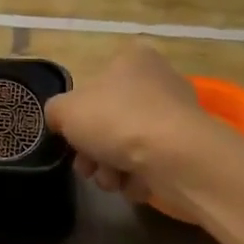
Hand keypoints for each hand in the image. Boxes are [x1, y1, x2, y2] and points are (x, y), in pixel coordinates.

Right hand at [45, 46, 213, 210]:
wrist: (174, 157)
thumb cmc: (117, 120)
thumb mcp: (66, 110)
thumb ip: (56, 111)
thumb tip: (61, 119)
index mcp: (133, 59)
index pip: (96, 82)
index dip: (79, 113)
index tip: (72, 136)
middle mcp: (159, 81)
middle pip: (111, 119)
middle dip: (94, 151)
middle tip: (87, 167)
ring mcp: (176, 116)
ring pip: (129, 146)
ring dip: (112, 168)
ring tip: (112, 180)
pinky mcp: (187, 148)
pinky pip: (152, 164)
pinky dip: (138, 178)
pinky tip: (134, 184)